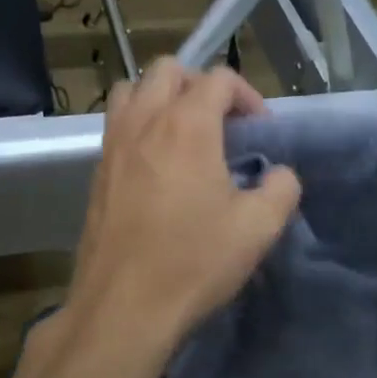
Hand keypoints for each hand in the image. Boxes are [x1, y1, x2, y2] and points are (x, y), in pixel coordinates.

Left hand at [53, 59, 300, 371]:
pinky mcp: (96, 174)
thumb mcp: (258, 229)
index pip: (219, 79)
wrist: (123, 307)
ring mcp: (112, 146)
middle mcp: (144, 122)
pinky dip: (138, 127)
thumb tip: (280, 175)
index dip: (248, 97)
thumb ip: (281, 189)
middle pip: (168, 70)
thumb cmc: (193, 263)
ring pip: (131, 91)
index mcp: (186, 125)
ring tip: (183, 137)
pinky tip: (156, 169)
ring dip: (160, 99)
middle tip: (221, 125)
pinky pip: (115, 127)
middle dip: (200, 85)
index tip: (261, 134)